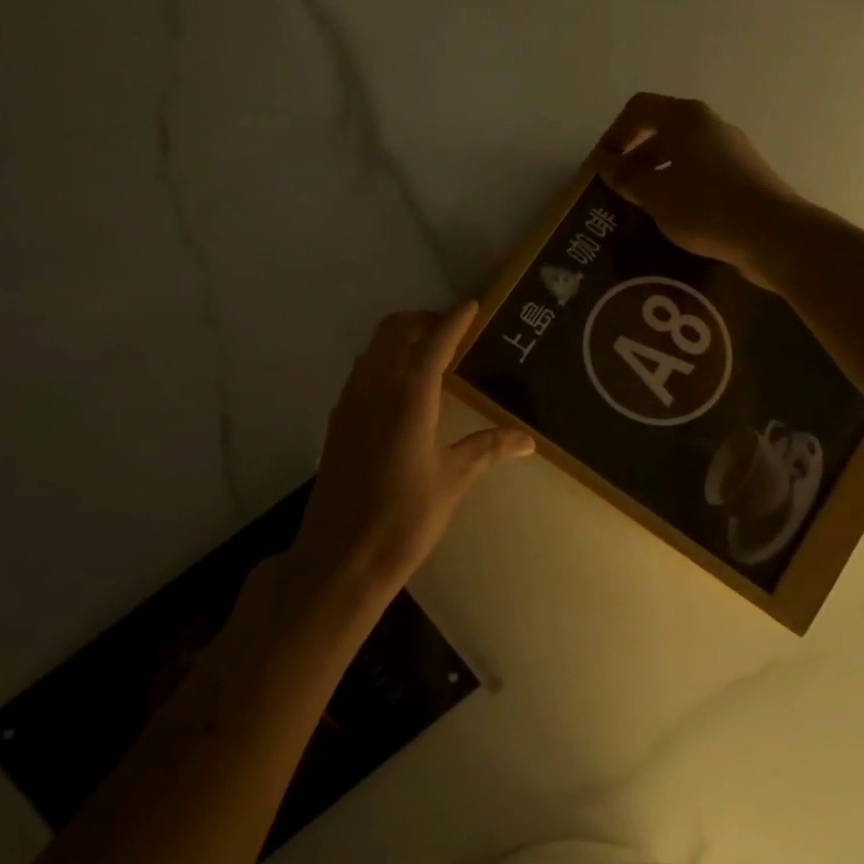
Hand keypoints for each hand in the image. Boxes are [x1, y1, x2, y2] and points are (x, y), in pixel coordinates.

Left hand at [292, 304, 533, 602]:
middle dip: (423, 321)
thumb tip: (527, 440)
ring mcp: (350, 402)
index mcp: (410, 397)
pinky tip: (399, 390)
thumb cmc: (404, 520)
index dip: (454, 320)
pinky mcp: (337, 421)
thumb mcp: (452, 481)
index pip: (435, 342)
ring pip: (374, 348)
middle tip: (451, 331)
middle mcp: (376, 388)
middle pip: (395, 331)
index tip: (472, 305)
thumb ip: (486, 449)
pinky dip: (382, 361)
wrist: (340, 557)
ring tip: (428, 355)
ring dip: (400, 338)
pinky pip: (361, 372)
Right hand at [596, 93, 802, 288]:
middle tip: (617, 191)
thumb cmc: (706, 207)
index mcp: (686, 118)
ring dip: (656, 176)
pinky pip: (702, 173)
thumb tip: (605, 164)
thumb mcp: (655, 194)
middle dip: (634, 159)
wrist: (773, 235)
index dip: (614, 133)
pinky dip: (680, 188)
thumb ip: (625, 177)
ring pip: (682, 155)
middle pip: (661, 131)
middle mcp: (711, 125)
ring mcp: (732, 150)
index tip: (602, 166)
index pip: (639, 108)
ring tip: (642, 208)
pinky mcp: (745, 176)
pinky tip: (674, 218)